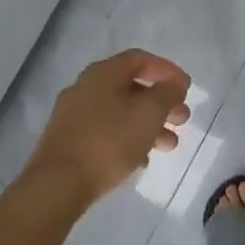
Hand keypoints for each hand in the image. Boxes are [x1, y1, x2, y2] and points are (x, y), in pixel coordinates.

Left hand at [25, 50, 190, 206]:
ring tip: (169, 145)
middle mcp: (85, 88)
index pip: (140, 59)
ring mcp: (74, 116)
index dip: (167, 70)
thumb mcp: (149, 113)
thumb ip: (167, 93)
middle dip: (161, 102)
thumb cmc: (109, 141)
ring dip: (148, 125)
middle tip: (182, 119)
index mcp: (103, 73)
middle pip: (131, 87)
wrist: (57, 184)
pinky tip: (142, 160)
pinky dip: (128, 140)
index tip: (186, 88)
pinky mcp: (69, 142)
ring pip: (120, 113)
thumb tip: (175, 83)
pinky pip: (106, 133)